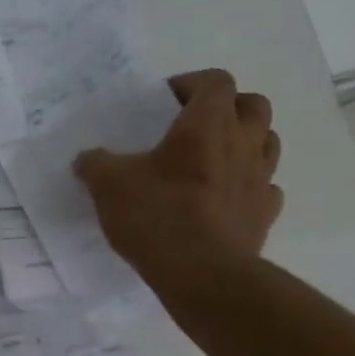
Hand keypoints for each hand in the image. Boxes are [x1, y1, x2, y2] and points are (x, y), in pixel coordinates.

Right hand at [74, 68, 282, 284]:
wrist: (202, 274)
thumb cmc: (158, 216)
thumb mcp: (109, 185)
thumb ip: (96, 164)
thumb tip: (86, 159)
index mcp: (207, 124)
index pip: (215, 81)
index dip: (192, 83)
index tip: (166, 101)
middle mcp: (243, 143)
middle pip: (253, 105)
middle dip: (228, 107)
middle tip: (196, 125)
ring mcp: (260, 179)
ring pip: (267, 143)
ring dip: (245, 142)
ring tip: (214, 160)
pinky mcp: (265, 214)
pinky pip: (266, 188)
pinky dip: (249, 186)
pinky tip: (226, 198)